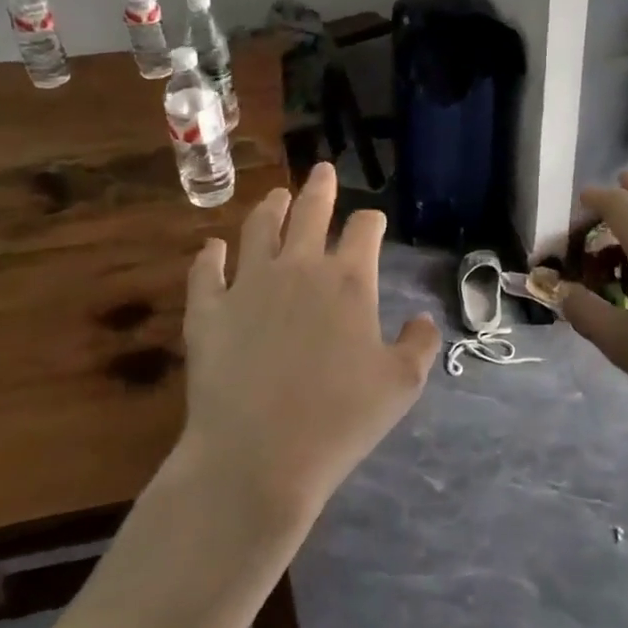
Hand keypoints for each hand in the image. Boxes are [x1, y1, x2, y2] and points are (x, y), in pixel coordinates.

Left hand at [174, 162, 440, 523]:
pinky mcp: (208, 310)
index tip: (373, 221)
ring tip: (277, 197)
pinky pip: (206, 271)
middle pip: (311, 211)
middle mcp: (299, 268)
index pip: (365, 230)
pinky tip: (212, 247)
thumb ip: (420, 344)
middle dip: (321, 187)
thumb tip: (422, 320)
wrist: (258, 457)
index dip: (372, 221)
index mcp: (349, 280)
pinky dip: (210, 255)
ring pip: (259, 228)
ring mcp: (248, 284)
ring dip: (270, 208)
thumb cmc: (340, 420)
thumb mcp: (401, 385)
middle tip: (323, 169)